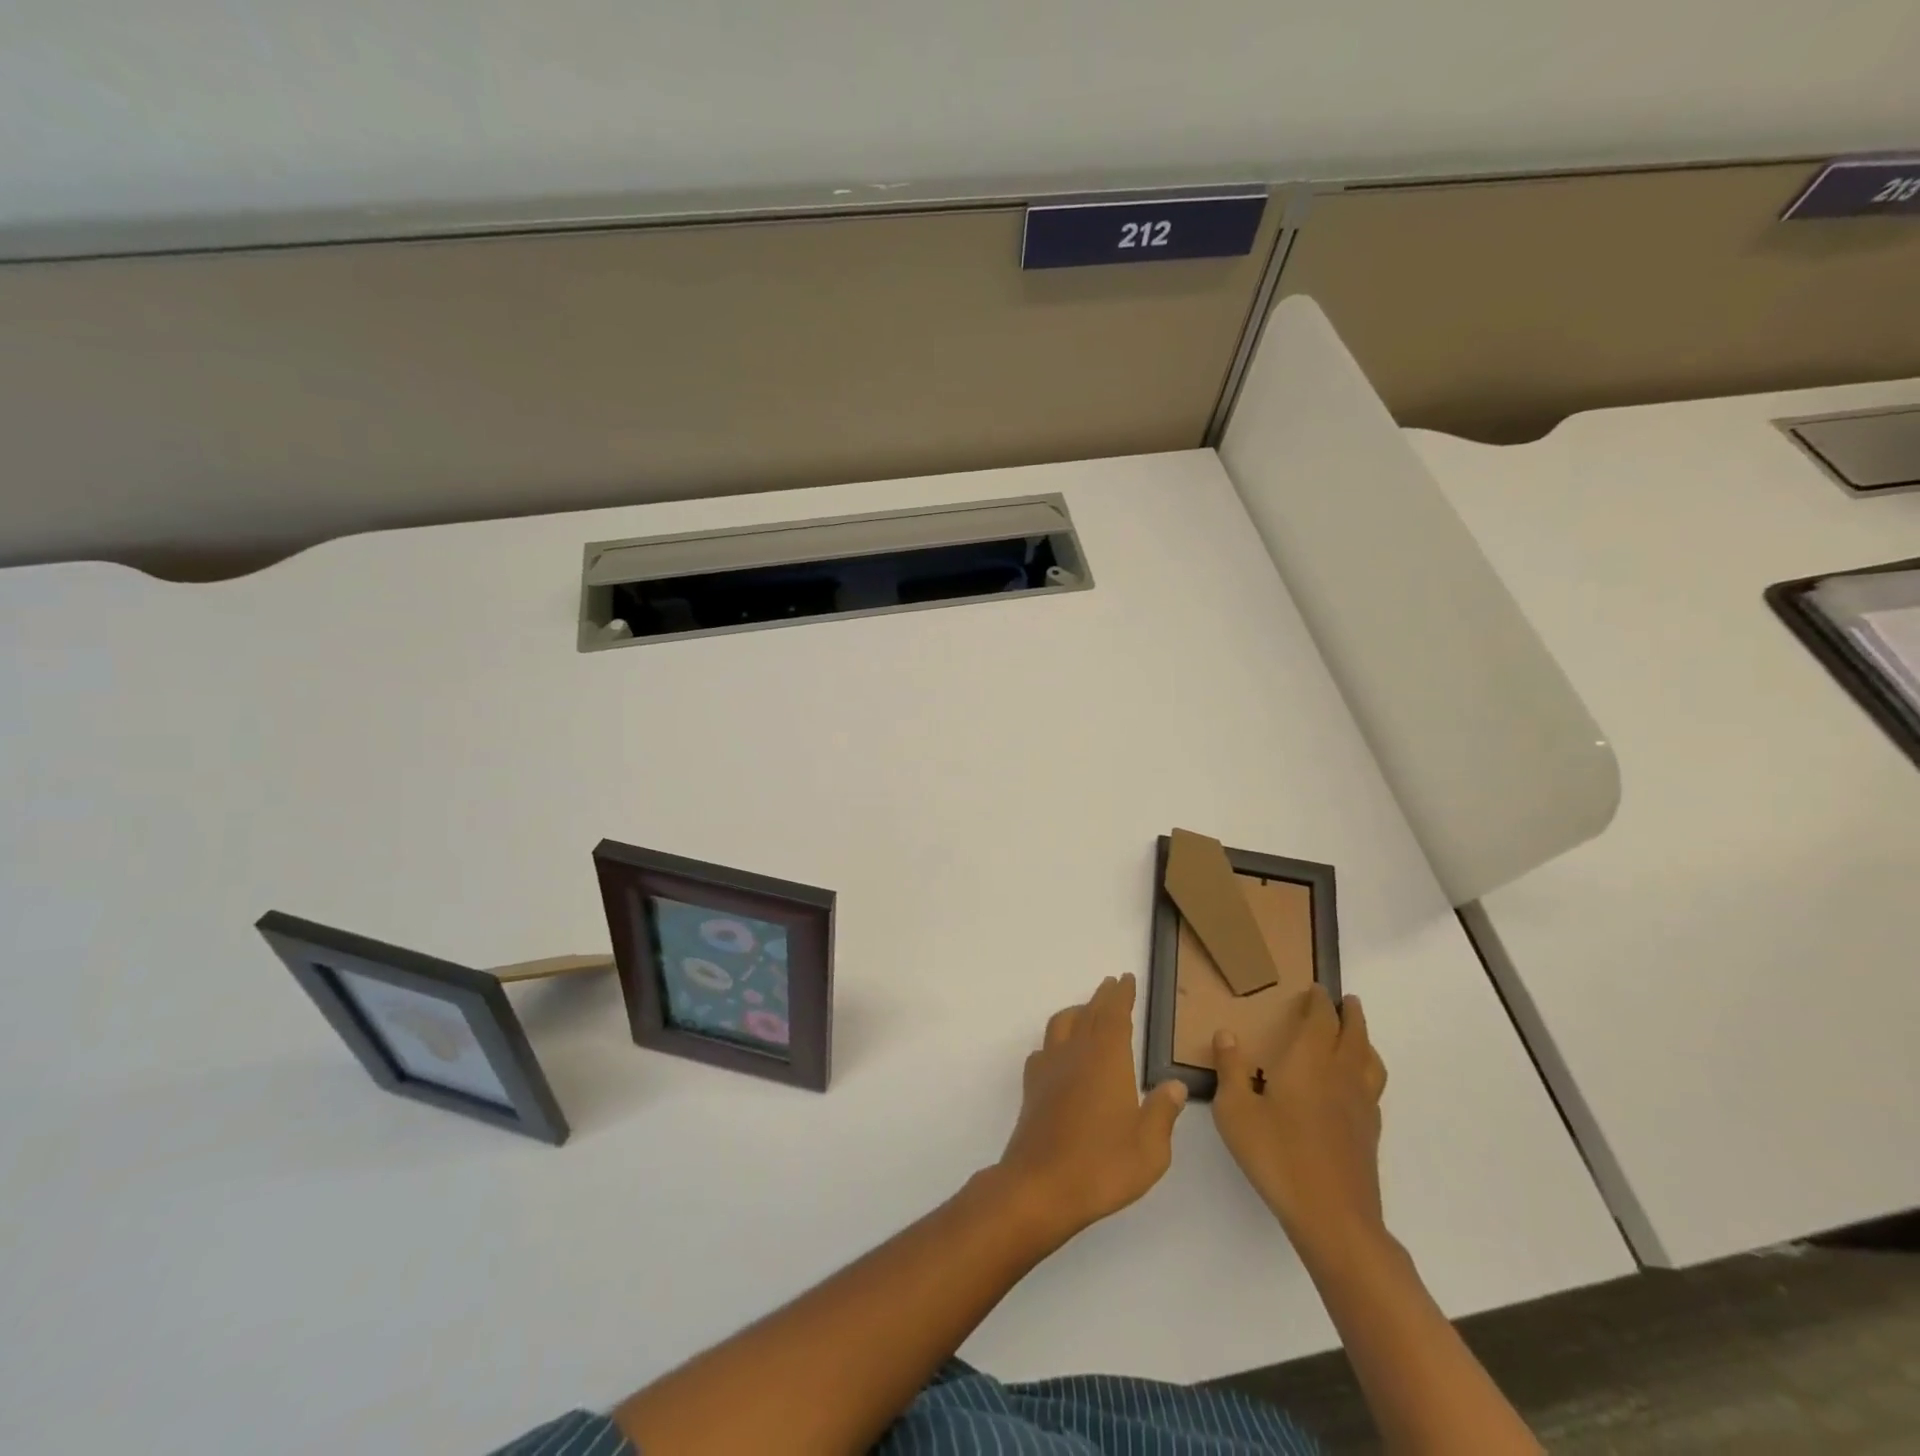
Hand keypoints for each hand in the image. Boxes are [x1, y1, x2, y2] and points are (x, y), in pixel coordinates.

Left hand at [995, 974, 1187, 1242]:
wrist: (1040, 1185)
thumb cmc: (1101, 1166)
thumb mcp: (1149, 1149)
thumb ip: (1162, 1112)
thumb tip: (1174, 1085)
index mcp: (1107, 1059)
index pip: (1115, 1014)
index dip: (1121, 995)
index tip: (1126, 979)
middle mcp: (1076, 1053)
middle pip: (1089, 1013)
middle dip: (1102, 997)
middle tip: (1112, 985)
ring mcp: (1049, 1068)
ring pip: (1062, 1024)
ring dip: (1078, 1012)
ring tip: (1088, 1012)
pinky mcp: (1032, 1087)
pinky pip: (1044, 1049)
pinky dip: (1056, 1041)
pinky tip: (1060, 1054)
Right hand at [1212, 988, 1388, 1262]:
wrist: (1333, 1217)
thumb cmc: (1277, 1156)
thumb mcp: (1236, 1111)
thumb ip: (1230, 1070)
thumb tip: (1226, 1033)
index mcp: (1309, 1063)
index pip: (1321, 1021)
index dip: (1319, 1002)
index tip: (1316, 989)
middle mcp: (1340, 1076)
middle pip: (1354, 1035)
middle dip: (1350, 1014)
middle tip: (1347, 1000)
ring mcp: (1360, 1106)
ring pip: (1370, 1061)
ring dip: (1365, 1041)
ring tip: (1358, 1035)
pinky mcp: (1369, 1133)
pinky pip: (1373, 1088)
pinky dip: (1368, 1072)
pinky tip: (1356, 1086)